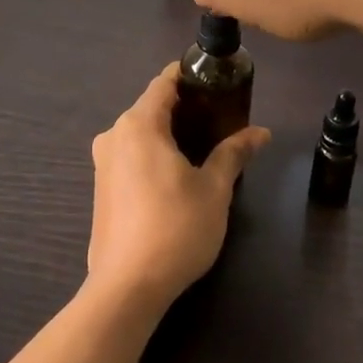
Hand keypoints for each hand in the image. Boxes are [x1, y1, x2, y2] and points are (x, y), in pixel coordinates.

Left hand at [86, 64, 269, 313]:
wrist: (127, 286)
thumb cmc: (175, 228)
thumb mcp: (213, 189)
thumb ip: (234, 153)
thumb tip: (261, 132)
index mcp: (139, 124)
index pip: (164, 82)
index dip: (190, 76)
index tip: (218, 81)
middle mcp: (114, 135)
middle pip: (152, 106)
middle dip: (185, 107)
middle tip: (221, 118)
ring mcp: (103, 163)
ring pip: (140, 132)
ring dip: (169, 132)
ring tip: (205, 146)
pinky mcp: (101, 188)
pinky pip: (130, 155)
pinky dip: (154, 153)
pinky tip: (177, 173)